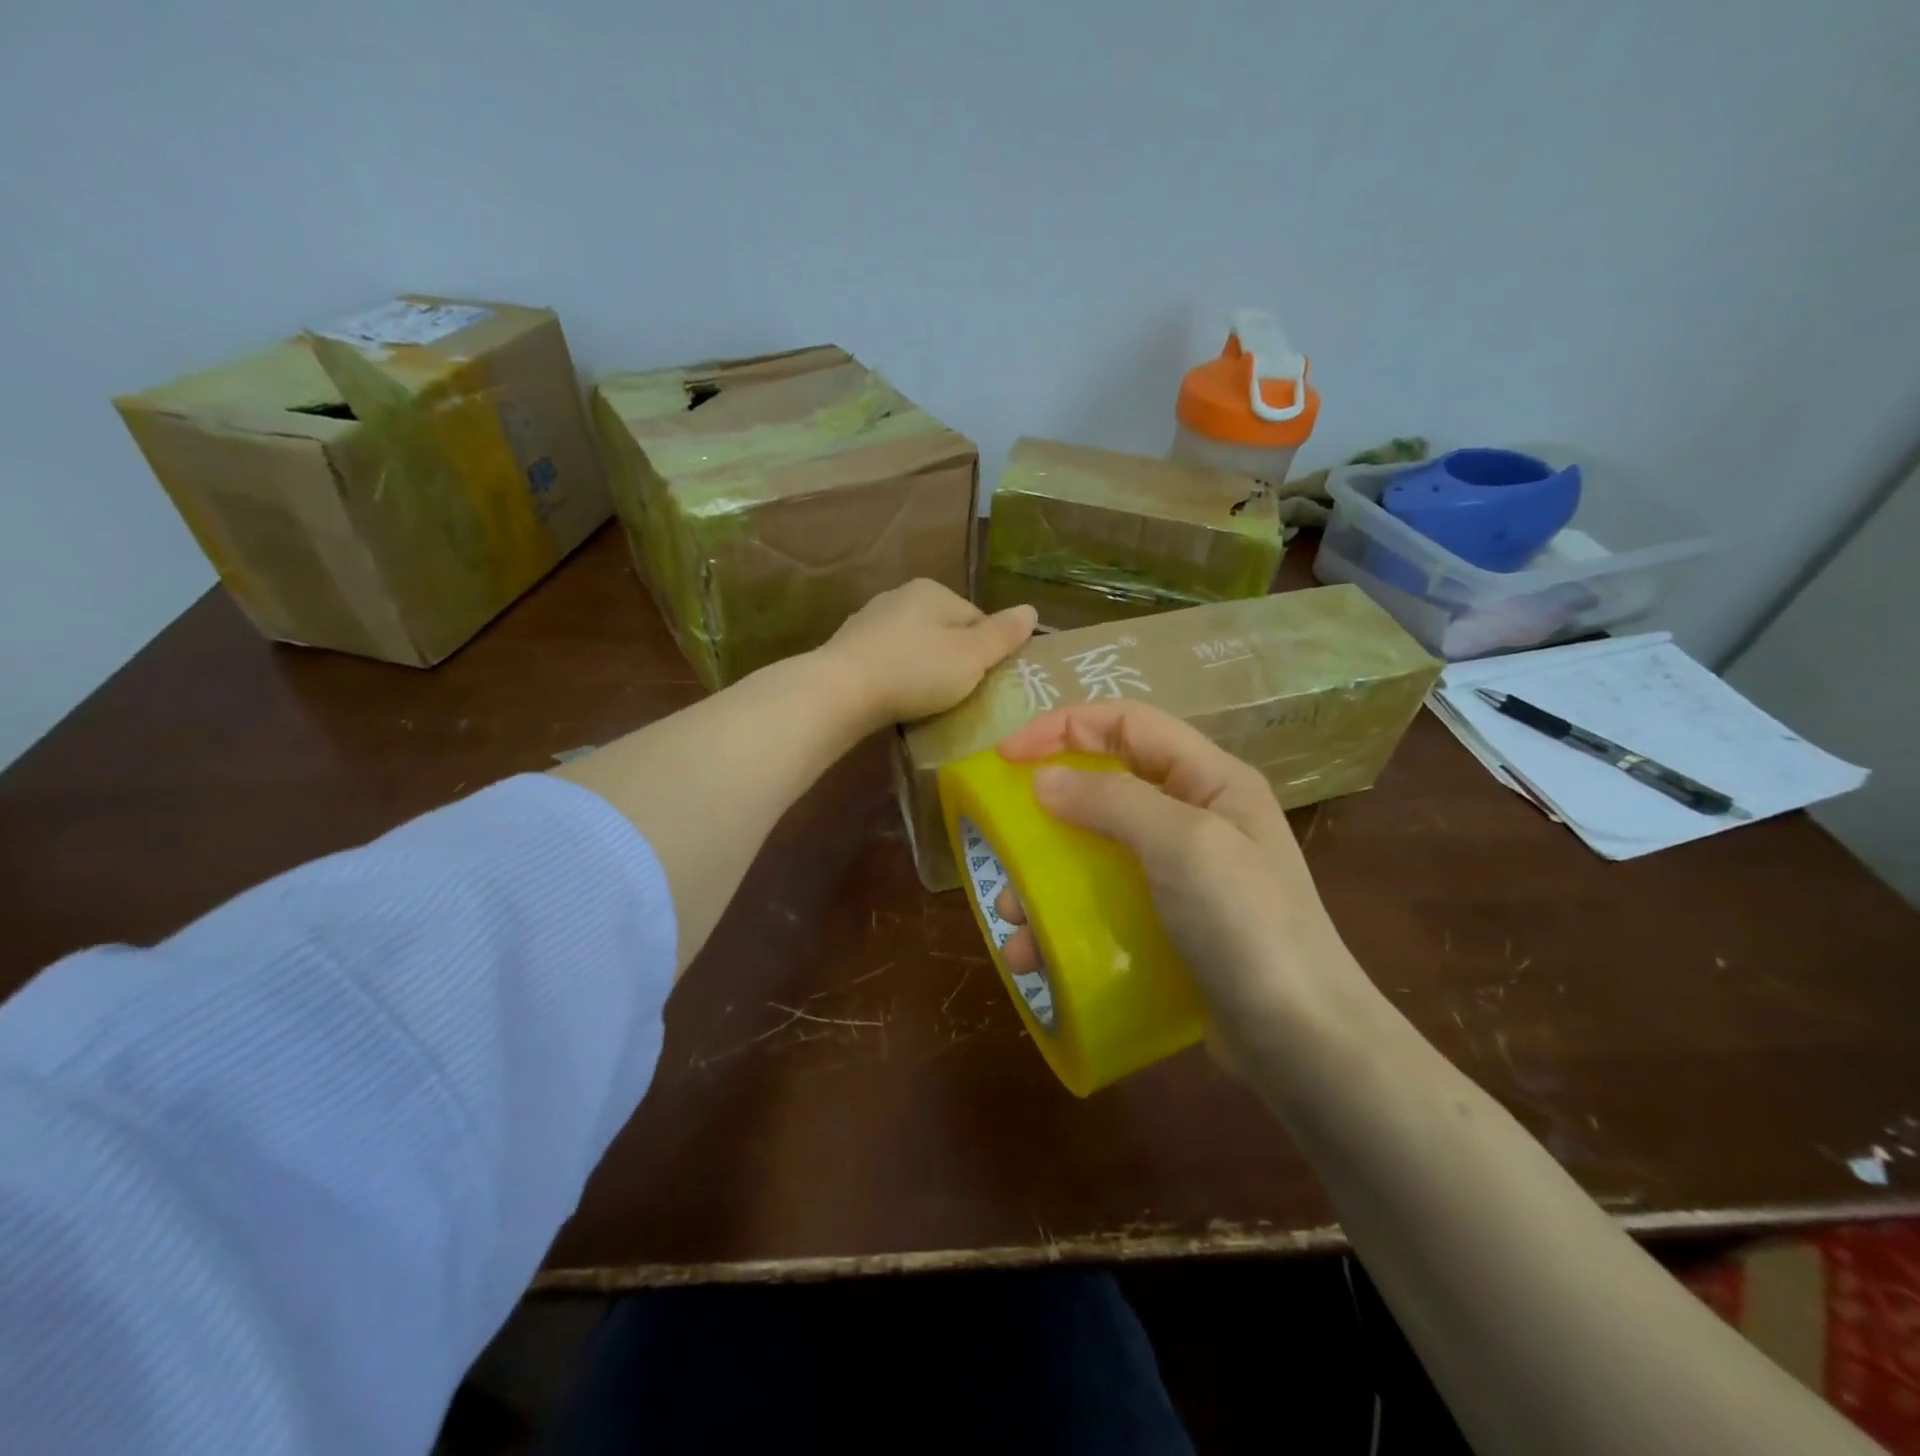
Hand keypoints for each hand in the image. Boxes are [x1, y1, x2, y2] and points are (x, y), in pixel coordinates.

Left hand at [817, 580, 1036, 729]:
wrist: (839, 692)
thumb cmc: (914, 671)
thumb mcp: (971, 656)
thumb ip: (1003, 634)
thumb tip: (1032, 609)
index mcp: (933, 591)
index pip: (977, 618)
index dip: (987, 652)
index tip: (985, 683)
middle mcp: (900, 596)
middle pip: (945, 632)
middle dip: (955, 661)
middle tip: (959, 696)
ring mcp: (870, 622)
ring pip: (915, 647)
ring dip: (925, 671)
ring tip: (928, 702)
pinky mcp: (850, 649)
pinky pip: (889, 662)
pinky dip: (899, 679)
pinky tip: (898, 700)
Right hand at [994, 700, 1382, 1073]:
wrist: (1302, 1042)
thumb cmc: (1245, 924)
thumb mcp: (1182, 844)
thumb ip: (1112, 800)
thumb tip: (1043, 780)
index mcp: (1209, 779)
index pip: (1126, 723)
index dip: (1063, 726)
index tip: (1006, 755)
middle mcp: (1195, 817)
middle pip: (1105, 785)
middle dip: (1047, 807)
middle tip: (1001, 834)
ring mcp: (1181, 876)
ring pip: (1097, 852)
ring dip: (1046, 877)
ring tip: (1012, 914)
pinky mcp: (1167, 926)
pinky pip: (1104, 905)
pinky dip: (1065, 922)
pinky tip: (1036, 955)